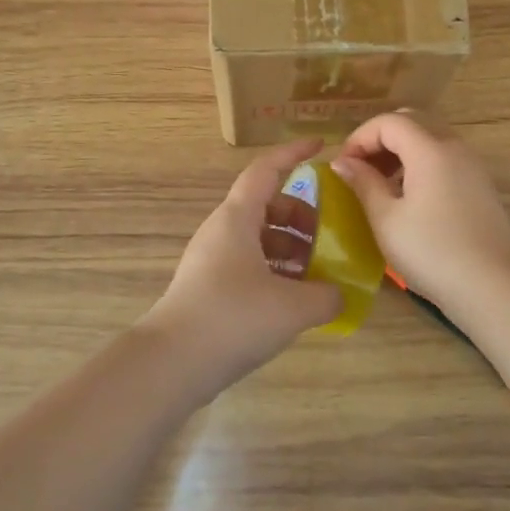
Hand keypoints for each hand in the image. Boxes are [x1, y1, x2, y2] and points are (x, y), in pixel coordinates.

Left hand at [142, 138, 342, 397]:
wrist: (172, 363)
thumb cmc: (233, 318)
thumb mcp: (292, 307)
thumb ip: (325, 296)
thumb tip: (337, 294)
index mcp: (237, 218)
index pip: (266, 170)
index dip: (293, 154)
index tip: (321, 146)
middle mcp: (222, 231)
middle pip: (266, 206)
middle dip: (301, 216)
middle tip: (329, 237)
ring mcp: (212, 260)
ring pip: (258, 239)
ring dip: (290, 249)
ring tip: (318, 275)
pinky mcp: (209, 289)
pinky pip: (249, 266)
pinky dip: (275, 272)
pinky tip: (295, 302)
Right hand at [332, 110, 509, 309]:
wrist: (493, 286)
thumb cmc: (431, 252)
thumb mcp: (386, 219)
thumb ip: (363, 183)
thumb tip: (343, 162)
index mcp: (429, 149)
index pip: (388, 122)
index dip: (360, 138)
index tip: (343, 167)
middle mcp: (453, 147)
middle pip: (412, 121)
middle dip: (380, 138)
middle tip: (360, 169)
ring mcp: (471, 165)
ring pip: (430, 137)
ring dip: (400, 150)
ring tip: (380, 184)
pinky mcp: (479, 184)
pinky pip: (444, 157)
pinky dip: (420, 163)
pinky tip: (407, 196)